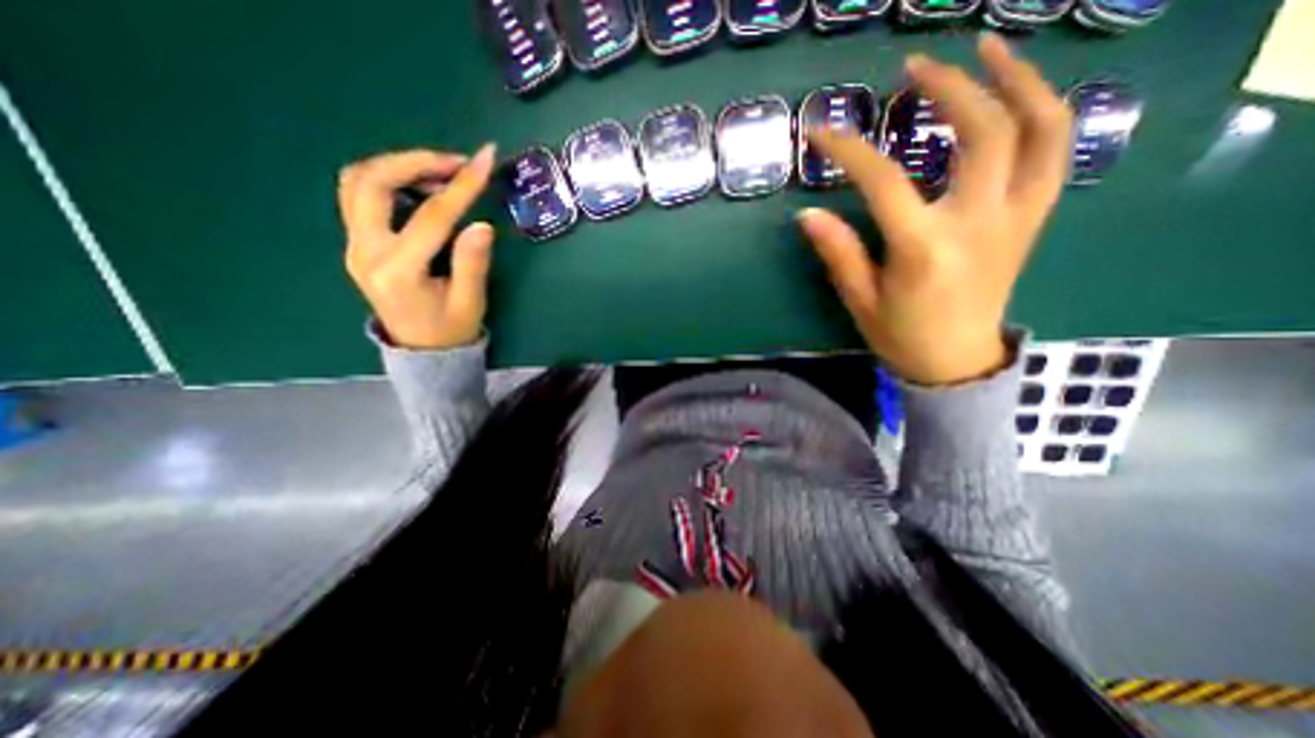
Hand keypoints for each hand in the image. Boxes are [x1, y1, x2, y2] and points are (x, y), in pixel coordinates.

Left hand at [338, 144, 498, 352]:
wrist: (422, 350)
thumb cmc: (451, 329)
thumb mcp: (470, 301)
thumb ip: (473, 263)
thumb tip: (482, 224)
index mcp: (398, 271)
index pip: (431, 216)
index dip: (461, 186)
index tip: (484, 160)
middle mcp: (365, 252)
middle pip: (373, 183)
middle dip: (416, 162)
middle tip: (457, 162)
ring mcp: (354, 245)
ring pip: (358, 182)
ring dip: (398, 165)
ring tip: (441, 171)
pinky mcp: (357, 242)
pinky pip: (360, 195)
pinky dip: (388, 178)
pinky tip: (420, 186)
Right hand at [802, 33, 1067, 386]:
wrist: (957, 362)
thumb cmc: (902, 335)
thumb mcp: (860, 299)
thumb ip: (838, 253)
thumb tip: (807, 214)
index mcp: (925, 248)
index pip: (884, 181)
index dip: (849, 150)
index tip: (821, 131)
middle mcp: (979, 222)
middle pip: (984, 132)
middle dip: (950, 87)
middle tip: (915, 67)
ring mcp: (1016, 217)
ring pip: (1042, 127)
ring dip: (1018, 78)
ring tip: (986, 49)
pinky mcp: (1031, 219)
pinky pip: (1055, 151)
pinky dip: (1043, 110)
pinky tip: (1017, 96)